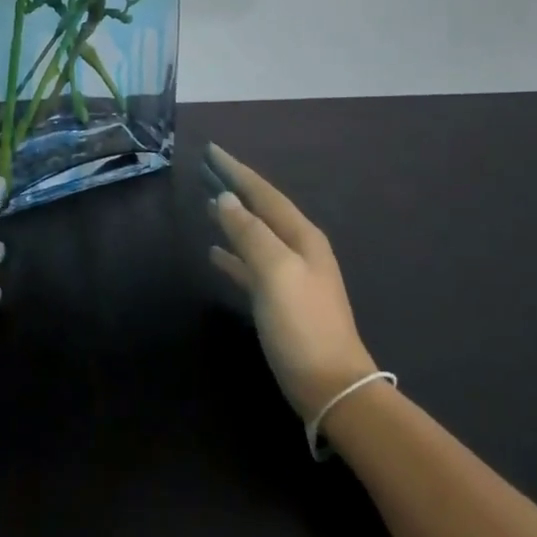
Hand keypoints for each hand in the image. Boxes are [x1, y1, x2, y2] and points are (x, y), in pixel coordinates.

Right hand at [206, 145, 378, 420]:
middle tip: (206, 170)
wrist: (330, 385)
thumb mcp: (275, 272)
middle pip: (262, 210)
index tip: (211, 151)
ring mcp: (291, 276)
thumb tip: (225, 199)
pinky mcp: (281, 301)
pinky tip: (215, 254)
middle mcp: (299, 249)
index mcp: (301, 237)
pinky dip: (234, 255)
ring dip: (233, 219)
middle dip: (236, 189)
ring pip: (256, 236)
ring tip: (206, 205)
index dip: (237, 171)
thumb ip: (250, 233)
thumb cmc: (302, 325)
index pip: (264, 193)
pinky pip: (251, 266)